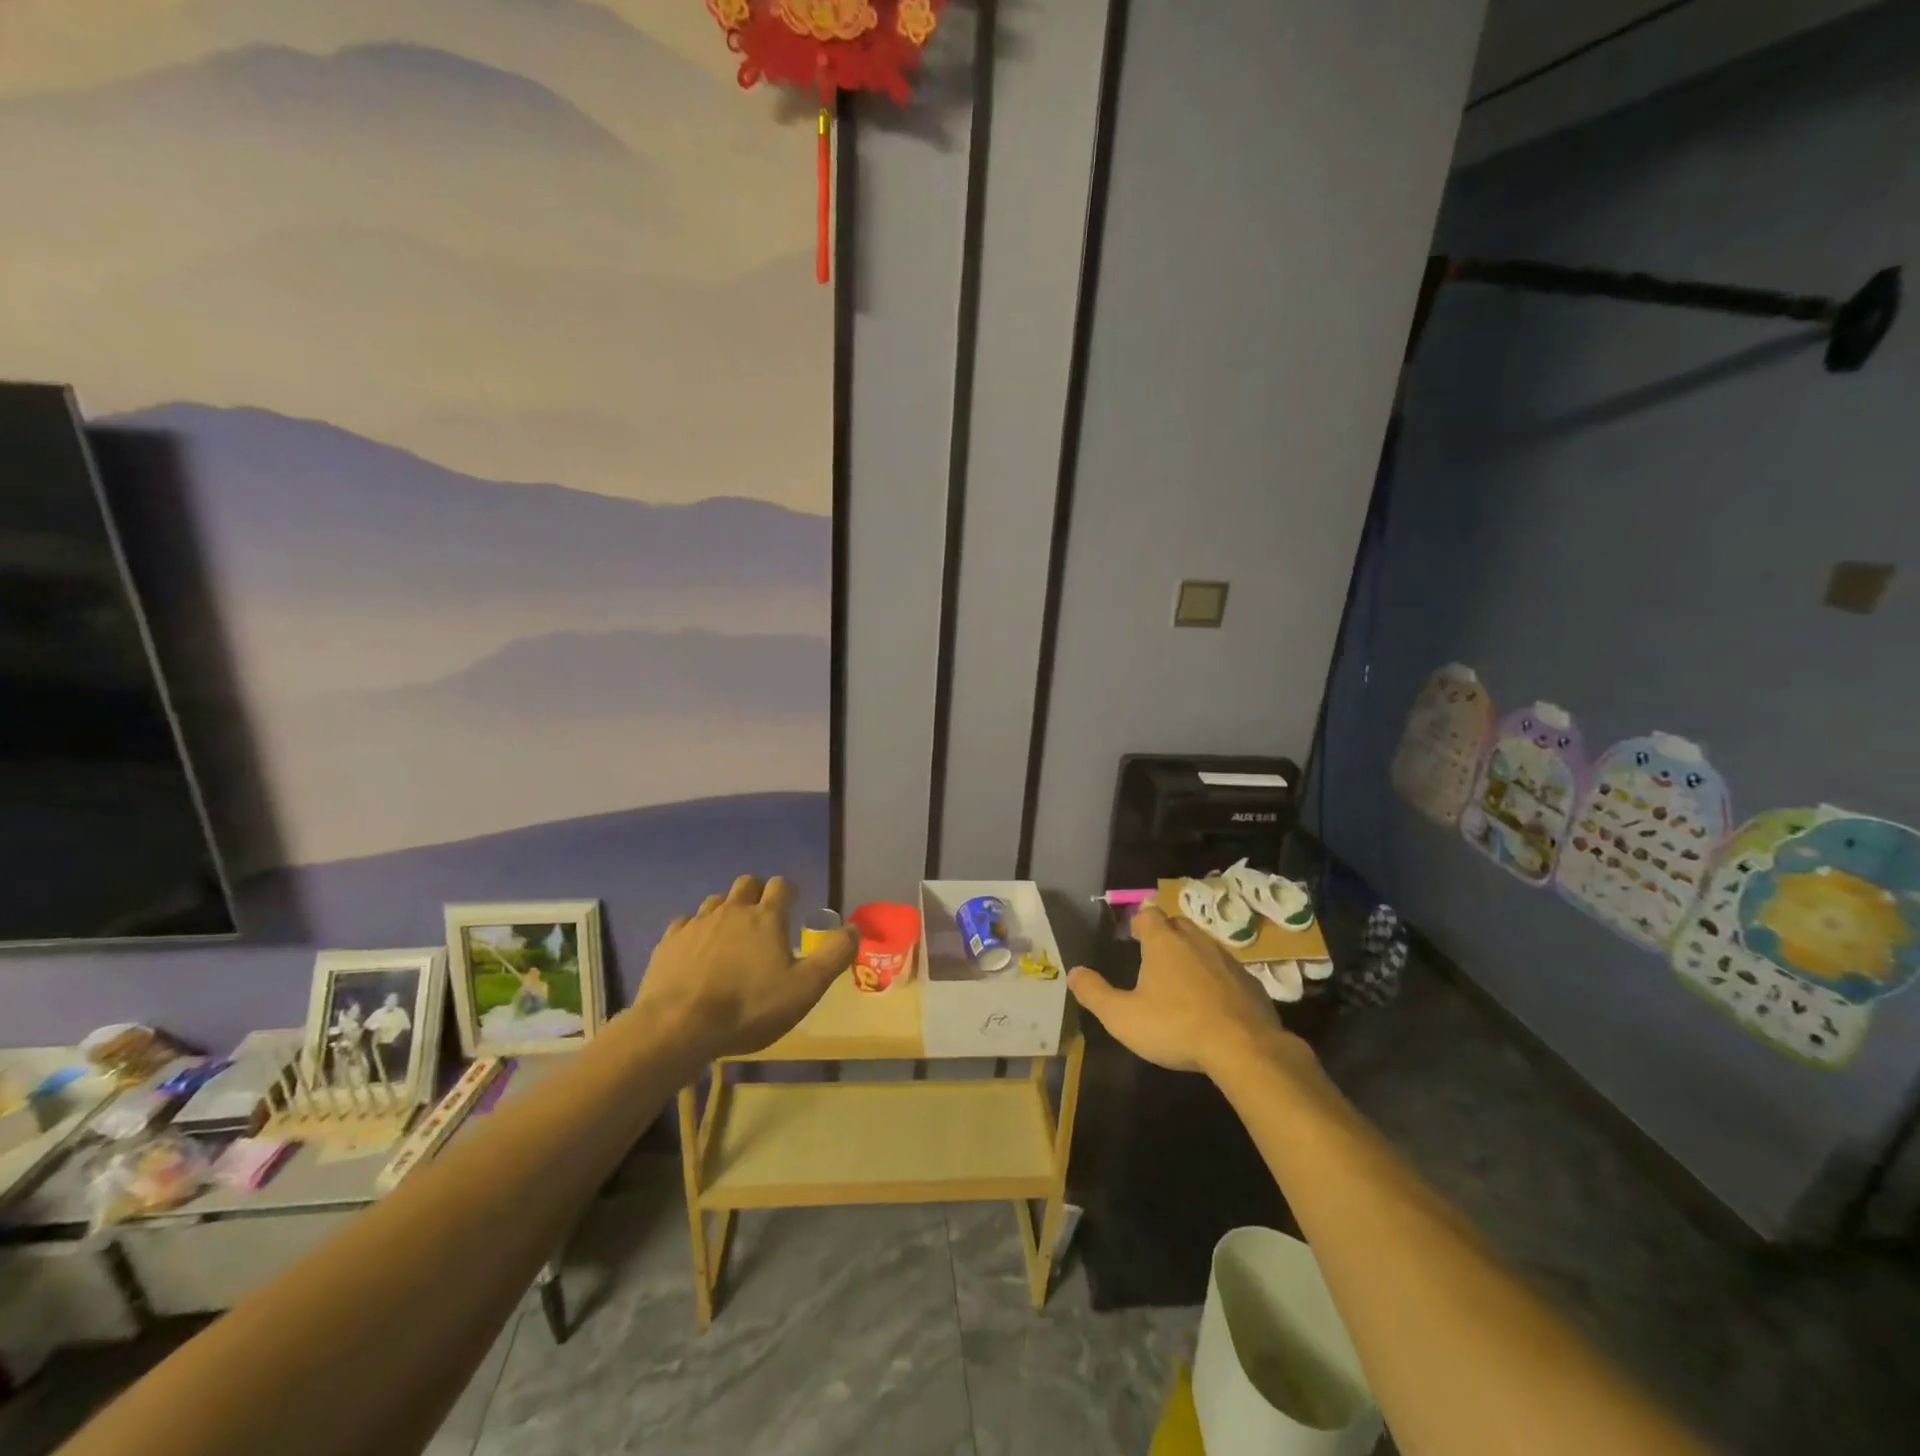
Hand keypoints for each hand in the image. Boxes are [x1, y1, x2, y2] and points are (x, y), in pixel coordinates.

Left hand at [633, 875, 856, 1060]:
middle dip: (758, 893)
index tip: (794, 905)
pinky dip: (696, 930)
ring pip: (716, 901)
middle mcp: (732, 910)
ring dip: (727, 909)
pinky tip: (697, 950)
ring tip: (731, 934)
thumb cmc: (749, 1007)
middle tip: (763, 918)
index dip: (790, 892)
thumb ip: (834, 955)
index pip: (782, 885)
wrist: (678, 1027)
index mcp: (767, 917)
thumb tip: (854, 928)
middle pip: (747, 883)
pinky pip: (685, 923)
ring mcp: (697, 924)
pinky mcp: (669, 942)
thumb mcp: (805, 988)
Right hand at [1067, 905, 1300, 1077]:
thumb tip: (1073, 972)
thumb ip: (1095, 993)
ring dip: (1191, 955)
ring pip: (1204, 946)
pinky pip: (1226, 971)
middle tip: (1154, 955)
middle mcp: (1195, 940)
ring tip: (1181, 979)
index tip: (1133, 936)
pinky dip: (1216, 979)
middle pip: (1178, 924)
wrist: (1244, 1048)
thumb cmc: (1175, 1026)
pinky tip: (1211, 1003)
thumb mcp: (1123, 1016)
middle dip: (1165, 934)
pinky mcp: (1250, 982)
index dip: (1139, 921)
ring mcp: (1226, 960)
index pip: (1148, 914)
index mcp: (1163, 942)